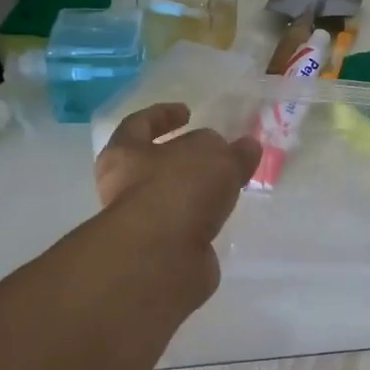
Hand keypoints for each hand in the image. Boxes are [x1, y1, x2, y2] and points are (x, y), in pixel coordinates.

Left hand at [94, 103, 261, 256]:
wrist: (163, 257)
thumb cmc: (178, 189)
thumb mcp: (214, 156)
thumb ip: (232, 151)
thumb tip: (245, 148)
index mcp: (124, 154)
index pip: (139, 124)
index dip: (162, 115)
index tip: (187, 112)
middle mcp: (124, 188)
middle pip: (152, 164)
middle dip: (181, 158)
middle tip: (212, 153)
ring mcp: (141, 224)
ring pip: (169, 199)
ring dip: (193, 192)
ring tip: (225, 185)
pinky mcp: (161, 252)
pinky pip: (183, 228)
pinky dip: (200, 222)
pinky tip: (223, 216)